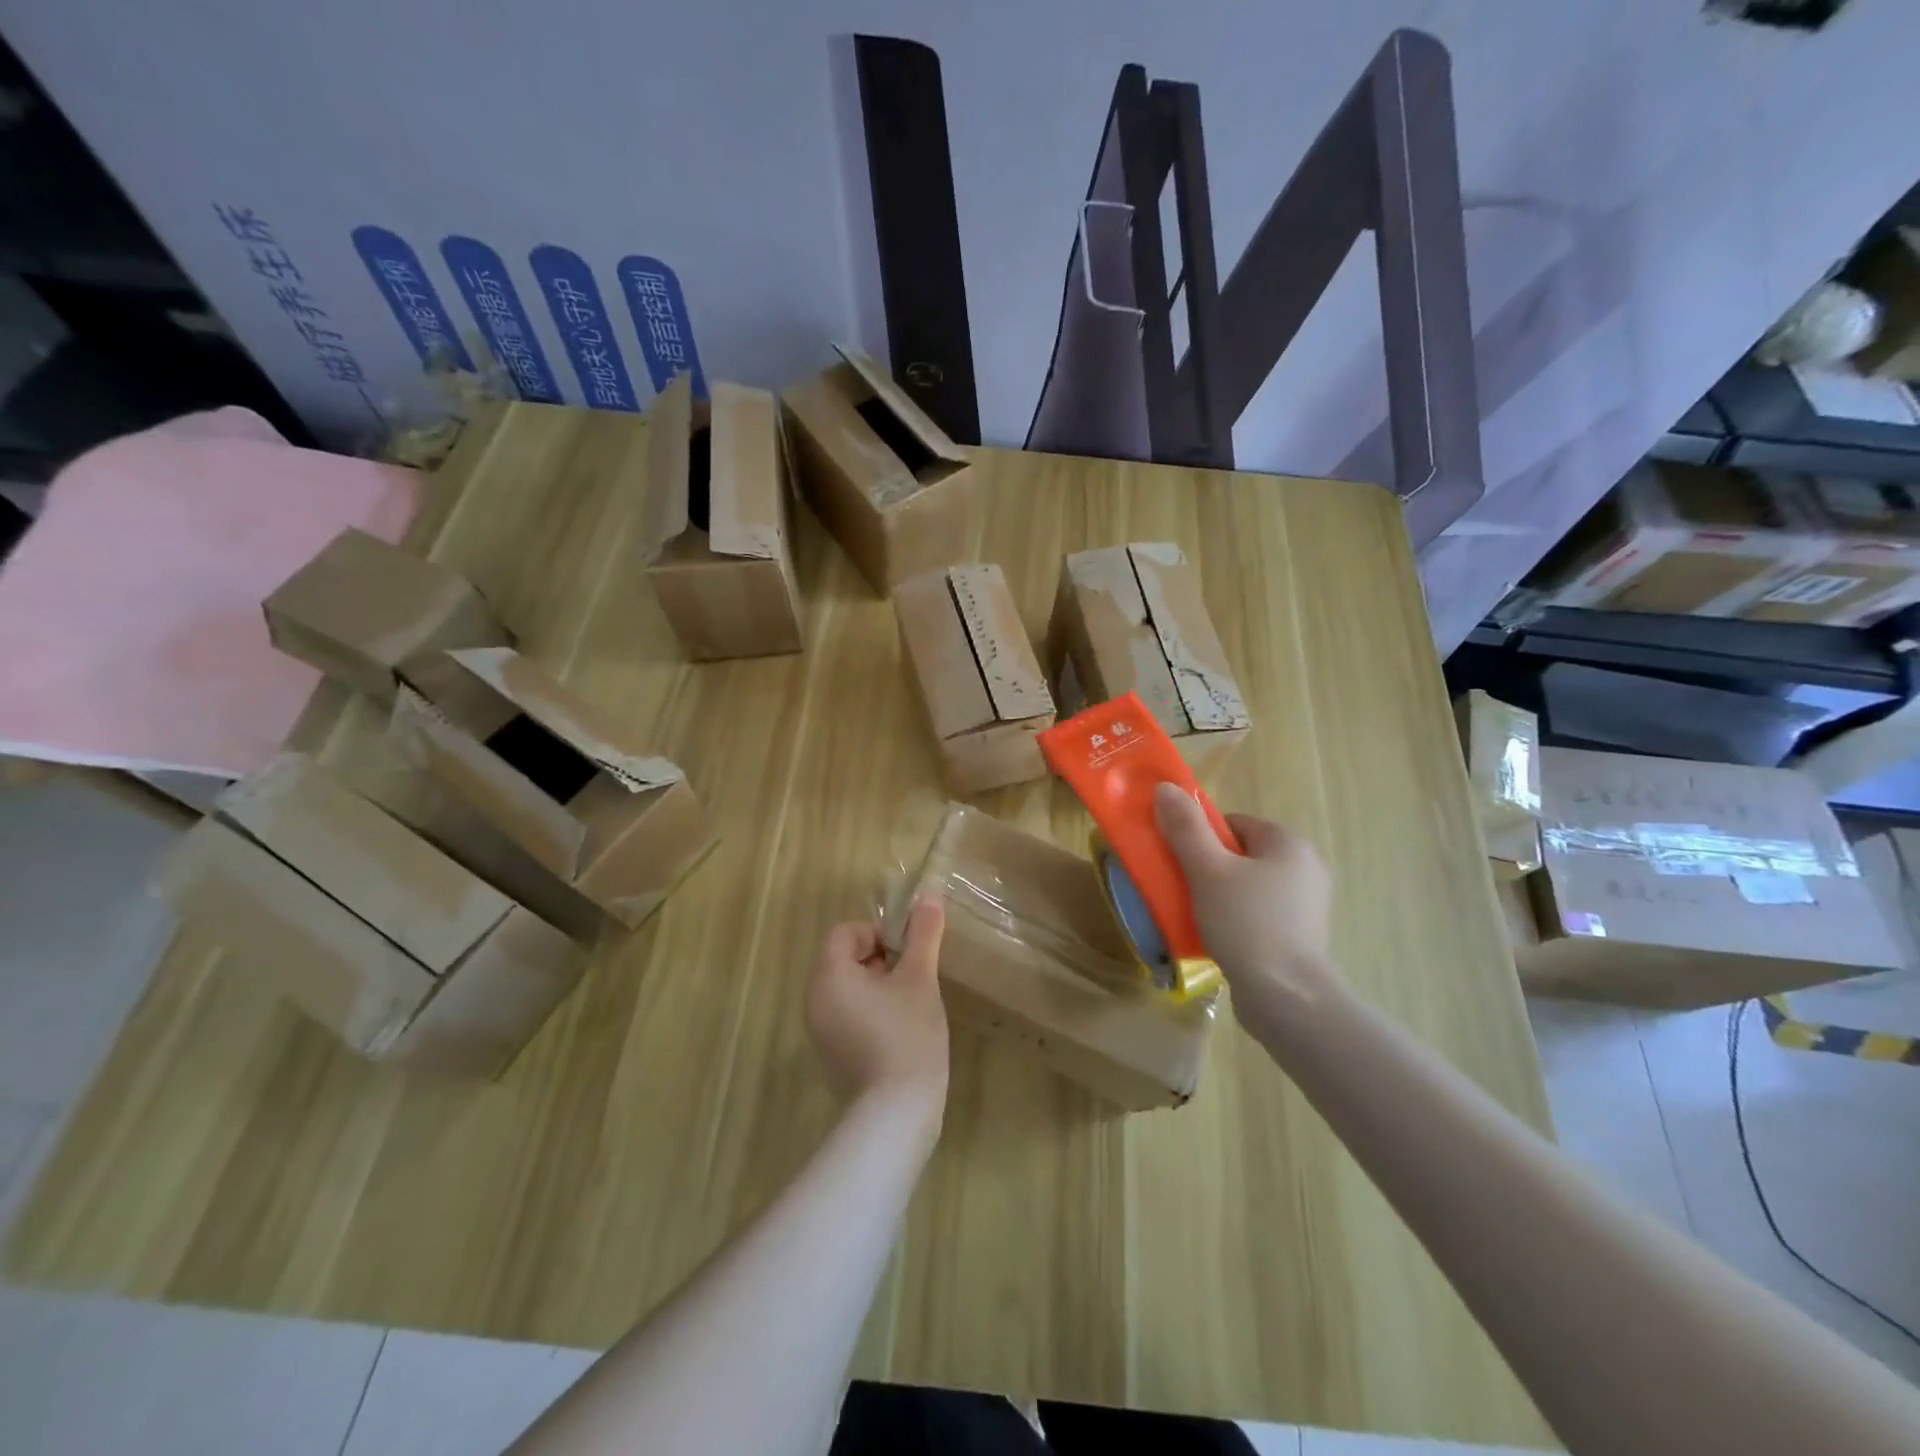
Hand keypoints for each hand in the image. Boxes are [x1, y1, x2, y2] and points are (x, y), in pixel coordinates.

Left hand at [805, 897, 948, 1108]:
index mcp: (828, 976)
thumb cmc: (907, 1035)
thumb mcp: (919, 978)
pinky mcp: (831, 1055)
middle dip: (880, 958)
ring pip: (847, 988)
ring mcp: (820, 1031)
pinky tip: (899, 1031)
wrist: (896, 1113)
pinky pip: (846, 1015)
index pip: (844, 932)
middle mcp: (814, 1000)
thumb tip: (929, 896)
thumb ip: (923, 934)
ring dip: (877, 984)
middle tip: (912, 975)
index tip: (907, 952)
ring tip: (910, 1002)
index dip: (877, 932)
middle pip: (843, 958)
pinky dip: (870, 1011)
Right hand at [1153, 783, 1336, 1012]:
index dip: (1201, 838)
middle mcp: (1305, 867)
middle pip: (1240, 854)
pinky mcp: (1301, 937)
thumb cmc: (1247, 923)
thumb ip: (1186, 828)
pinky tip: (1218, 938)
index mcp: (1289, 843)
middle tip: (1183, 889)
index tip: (1180, 862)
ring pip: (1247, 886)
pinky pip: (1258, 914)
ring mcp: (1306, 905)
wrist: (1287, 998)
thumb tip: (1165, 788)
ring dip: (1219, 896)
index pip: (1233, 823)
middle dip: (1208, 868)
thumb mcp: (1208, 870)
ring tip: (1196, 916)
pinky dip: (1236, 920)